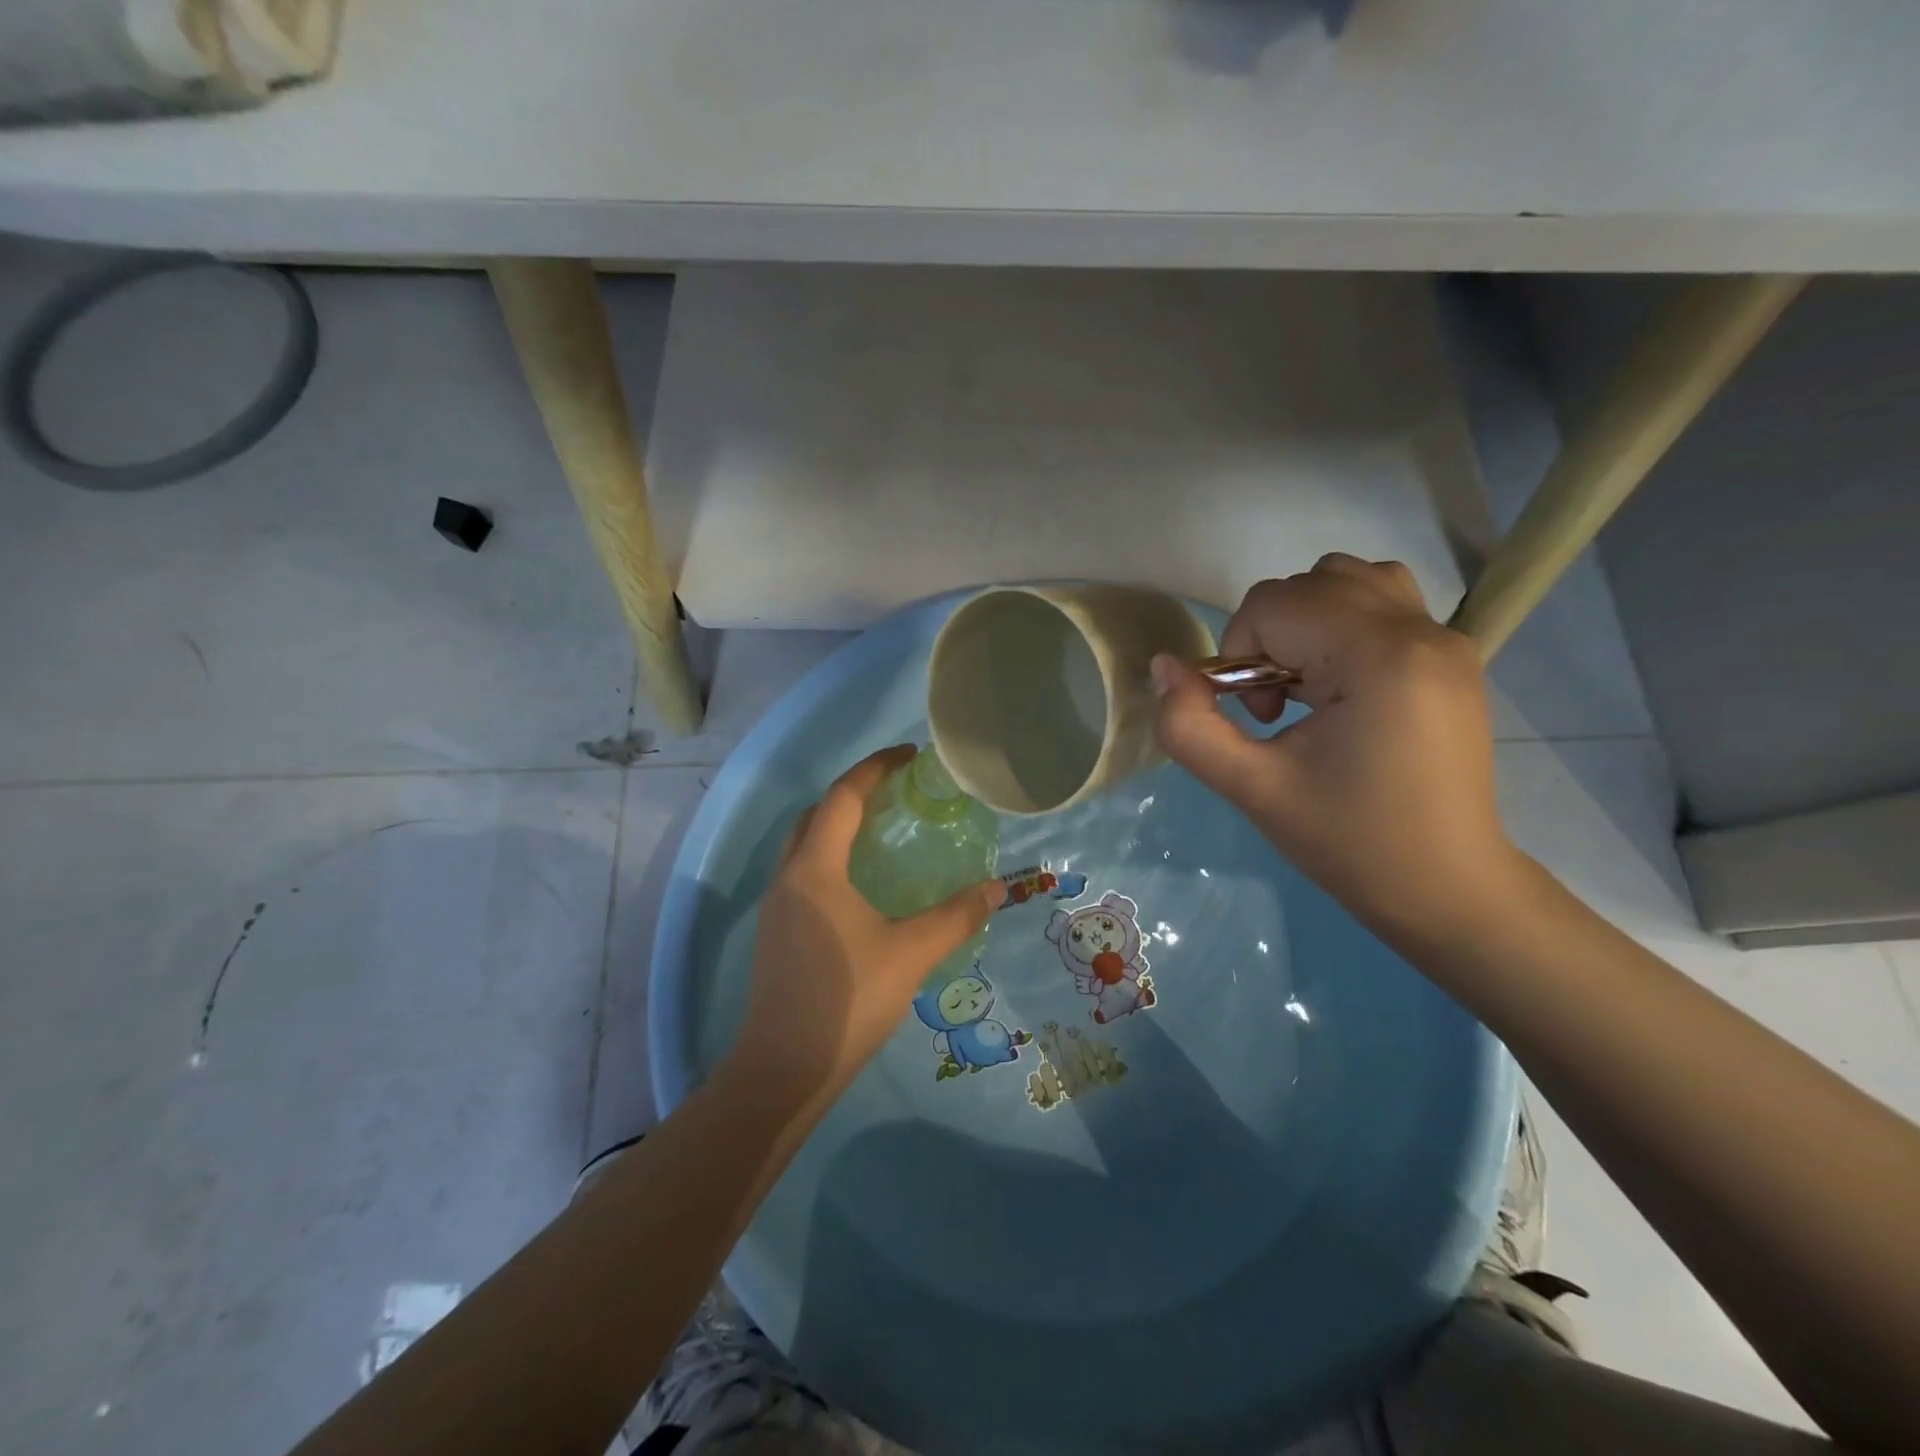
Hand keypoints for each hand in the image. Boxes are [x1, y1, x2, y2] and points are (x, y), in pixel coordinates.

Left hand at [727, 746, 1003, 1112]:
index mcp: (815, 869)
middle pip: (817, 814)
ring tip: (883, 831)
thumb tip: (996, 889)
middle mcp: (788, 877)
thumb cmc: (846, 1001)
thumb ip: (955, 917)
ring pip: (805, 844)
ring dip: (839, 825)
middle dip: (854, 793)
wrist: (782, 1070)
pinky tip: (862, 884)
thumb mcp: (910, 954)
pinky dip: (832, 857)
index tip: (909, 756)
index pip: (843, 798)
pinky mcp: (777, 932)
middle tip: (897, 792)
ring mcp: (777, 906)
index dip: (875, 769)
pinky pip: (804, 872)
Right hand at [1152, 555, 1521, 934]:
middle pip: (1309, 584)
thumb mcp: (1251, 788)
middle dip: (1271, 638)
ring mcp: (1446, 639)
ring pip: (1350, 580)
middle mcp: (1420, 631)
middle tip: (1278, 709)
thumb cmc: (1348, 841)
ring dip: (1307, 621)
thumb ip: (1189, 726)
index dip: (1239, 651)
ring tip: (1308, 685)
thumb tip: (1164, 667)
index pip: (1274, 602)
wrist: (1445, 887)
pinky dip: (1344, 625)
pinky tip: (1341, 684)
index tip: (1258, 718)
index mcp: (1377, 657)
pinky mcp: (1454, 656)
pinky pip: (1383, 603)